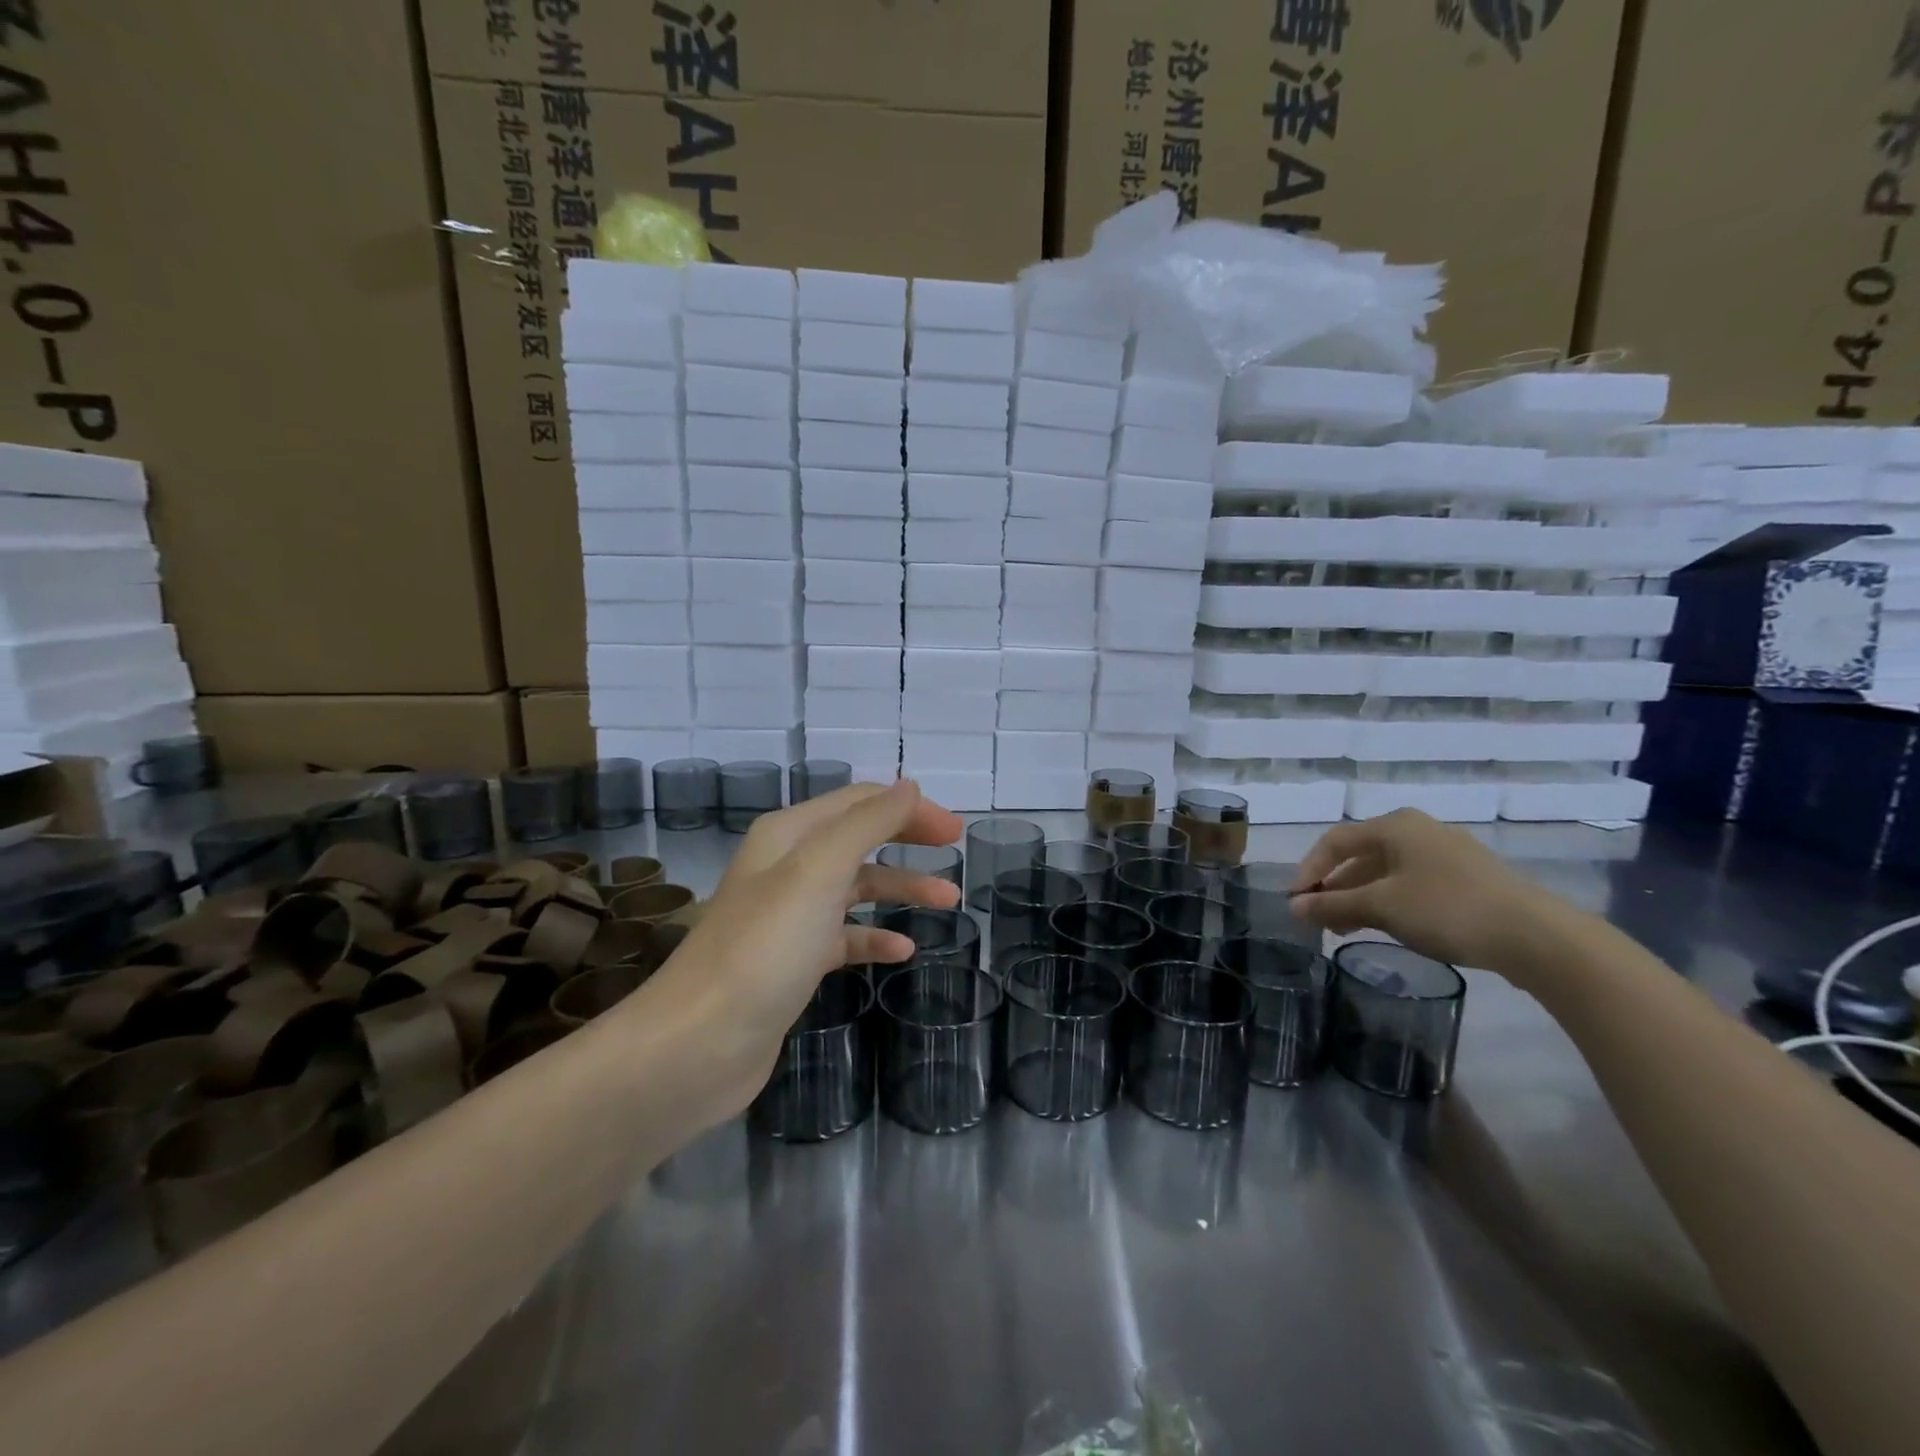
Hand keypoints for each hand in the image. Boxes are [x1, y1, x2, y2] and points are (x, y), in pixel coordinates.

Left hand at [639, 780, 963, 1112]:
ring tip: (948, 902)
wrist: (698, 1044)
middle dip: (908, 840)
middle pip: (859, 839)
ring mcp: (790, 917)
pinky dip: (875, 938)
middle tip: (955, 850)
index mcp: (789, 835)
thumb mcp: (819, 871)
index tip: (954, 830)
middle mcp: (787, 867)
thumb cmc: (764, 947)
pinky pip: (844, 938)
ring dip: (901, 889)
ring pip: (856, 889)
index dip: (908, 808)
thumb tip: (909, 786)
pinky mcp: (793, 963)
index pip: (859, 802)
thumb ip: (867, 823)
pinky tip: (903, 952)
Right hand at [1288, 809, 1559, 974]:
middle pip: (1360, 856)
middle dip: (1334, 887)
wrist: (1536, 936)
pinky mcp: (1467, 879)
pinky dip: (1389, 902)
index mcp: (1395, 825)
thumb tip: (1294, 907)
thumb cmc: (1447, 909)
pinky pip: (1412, 884)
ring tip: (1346, 928)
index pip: (1334, 841)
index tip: (1296, 902)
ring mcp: (1446, 854)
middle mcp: (1418, 830)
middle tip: (1319, 919)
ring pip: (1386, 872)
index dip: (1309, 870)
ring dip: (1360, 898)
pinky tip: (1387, 927)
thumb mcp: (1381, 907)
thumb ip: (1333, 904)